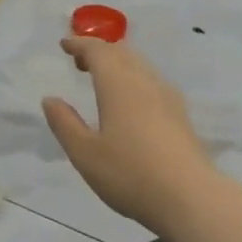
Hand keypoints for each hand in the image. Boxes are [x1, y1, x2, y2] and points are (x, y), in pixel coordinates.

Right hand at [41, 38, 215, 234]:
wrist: (190, 197)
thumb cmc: (130, 174)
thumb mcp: (86, 154)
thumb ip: (65, 124)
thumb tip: (50, 99)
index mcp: (118, 84)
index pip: (98, 51)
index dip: (80, 44)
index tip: (64, 44)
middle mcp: (144, 81)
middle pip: (121, 52)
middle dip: (99, 50)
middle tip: (80, 61)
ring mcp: (167, 96)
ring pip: (139, 65)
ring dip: (118, 63)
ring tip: (102, 79)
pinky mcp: (180, 113)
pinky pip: (151, 81)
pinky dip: (134, 77)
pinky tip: (131, 101)